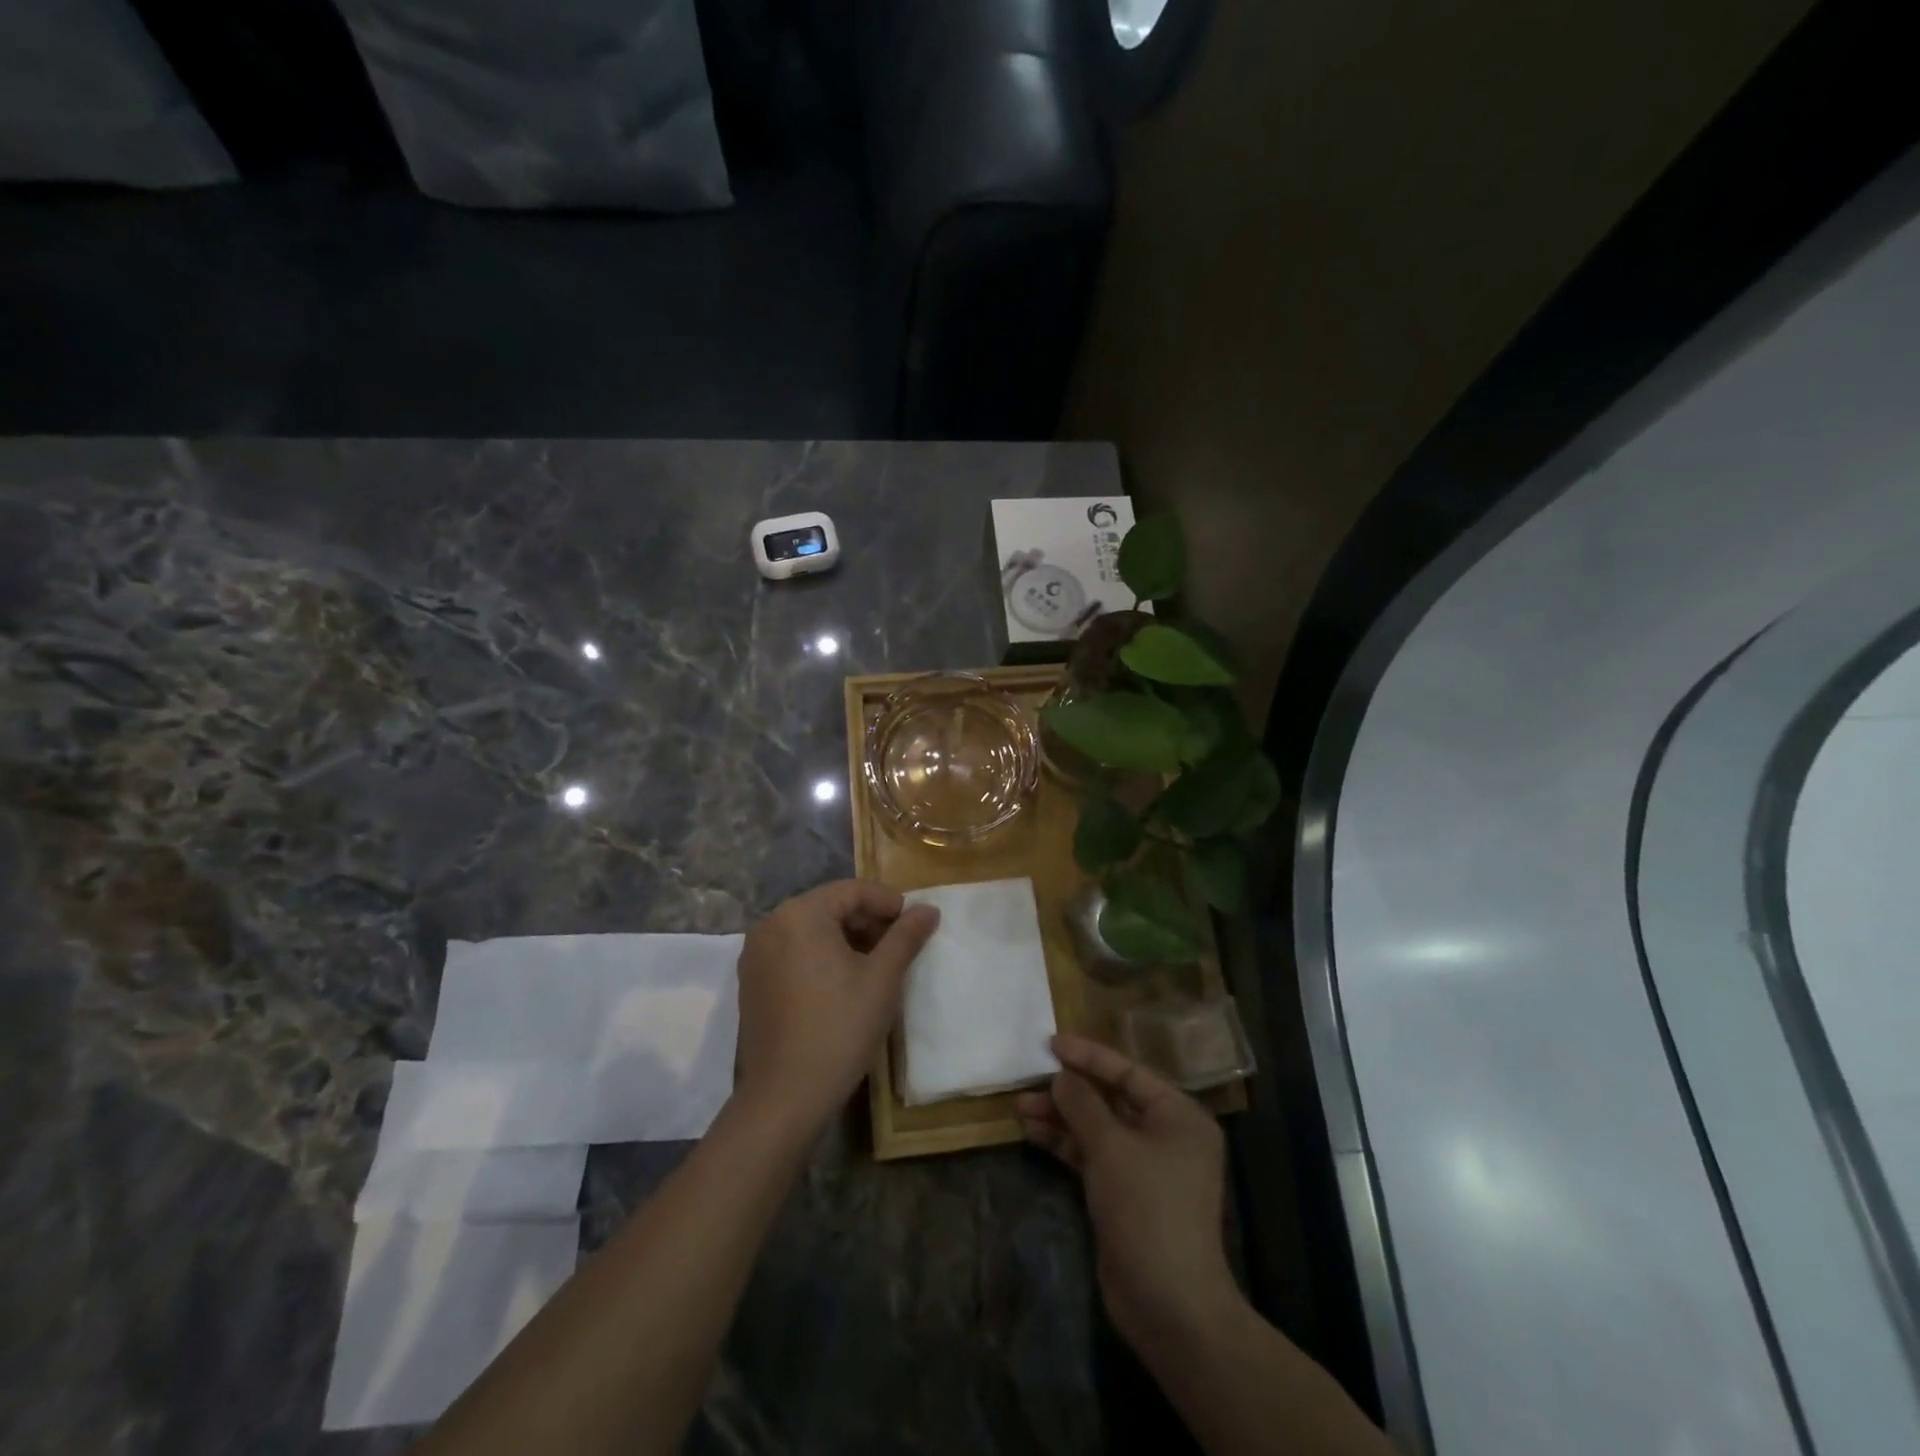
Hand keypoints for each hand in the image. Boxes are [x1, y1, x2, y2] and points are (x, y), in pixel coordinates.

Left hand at [733, 881, 939, 1134]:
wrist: (785, 1097)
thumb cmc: (839, 1028)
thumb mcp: (882, 978)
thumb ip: (906, 936)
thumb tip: (929, 909)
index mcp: (800, 914)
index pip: (852, 891)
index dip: (888, 902)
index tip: (915, 924)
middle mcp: (770, 924)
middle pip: (829, 907)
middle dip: (867, 921)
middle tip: (899, 945)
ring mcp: (755, 954)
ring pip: (811, 931)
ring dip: (846, 939)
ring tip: (876, 965)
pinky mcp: (752, 982)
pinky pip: (793, 952)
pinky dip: (821, 957)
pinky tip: (843, 983)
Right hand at [1017, 1034, 1236, 1352]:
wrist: (1169, 1305)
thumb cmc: (1147, 1209)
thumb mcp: (1111, 1147)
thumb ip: (1082, 1104)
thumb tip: (1061, 1076)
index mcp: (1179, 1116)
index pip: (1128, 1072)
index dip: (1089, 1056)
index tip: (1051, 1043)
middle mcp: (1167, 1136)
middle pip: (1111, 1099)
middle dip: (1069, 1092)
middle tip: (1028, 1081)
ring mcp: (1146, 1167)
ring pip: (1097, 1128)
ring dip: (1061, 1118)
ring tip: (1020, 1108)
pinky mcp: (1126, 1195)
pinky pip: (1093, 1155)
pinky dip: (1066, 1145)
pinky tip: (1033, 1134)